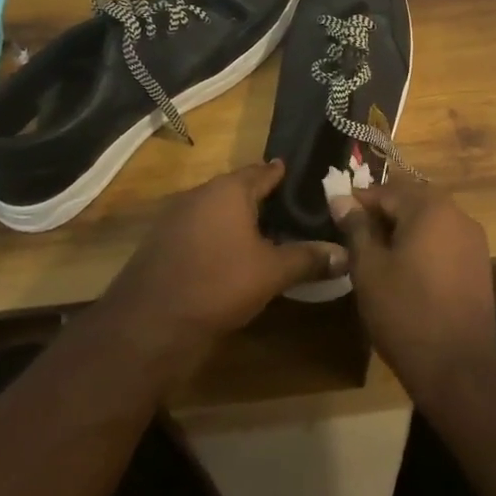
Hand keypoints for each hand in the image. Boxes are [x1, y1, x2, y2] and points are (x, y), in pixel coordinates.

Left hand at [104, 161, 346, 364]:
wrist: (149, 324)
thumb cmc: (218, 285)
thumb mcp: (271, 273)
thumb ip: (308, 259)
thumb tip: (346, 253)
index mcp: (229, 190)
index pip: (263, 171)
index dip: (282, 175)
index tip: (302, 178)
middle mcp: (201, 194)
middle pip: (238, 189)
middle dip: (262, 198)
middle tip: (291, 209)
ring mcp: (176, 217)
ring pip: (216, 210)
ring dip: (238, 218)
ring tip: (266, 233)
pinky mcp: (162, 243)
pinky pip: (199, 229)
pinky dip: (218, 236)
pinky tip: (232, 256)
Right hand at [330, 181, 495, 405]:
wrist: (459, 369)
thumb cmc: (406, 313)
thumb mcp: (369, 269)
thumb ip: (356, 228)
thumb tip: (341, 198)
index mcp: (430, 207)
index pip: (386, 191)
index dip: (357, 201)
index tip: (335, 215)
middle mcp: (457, 214)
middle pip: (411, 201)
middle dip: (381, 214)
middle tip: (353, 236)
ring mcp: (473, 239)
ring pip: (429, 221)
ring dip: (403, 229)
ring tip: (376, 254)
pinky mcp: (480, 264)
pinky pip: (444, 240)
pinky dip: (423, 245)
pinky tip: (406, 270)